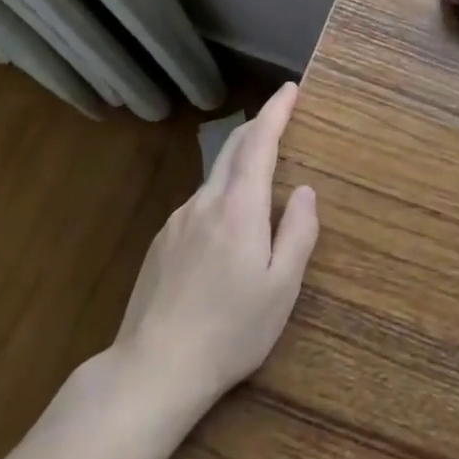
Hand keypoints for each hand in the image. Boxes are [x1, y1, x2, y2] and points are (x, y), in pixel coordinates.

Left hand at [108, 82, 318, 413]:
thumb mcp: (281, 288)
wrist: (152, 370)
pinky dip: (220, 196)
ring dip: (239, 163)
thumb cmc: (230, 331)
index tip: (290, 89)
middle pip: (233, 149)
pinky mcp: (160, 243)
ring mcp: (178, 221)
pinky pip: (199, 206)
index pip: (259, 142)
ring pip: (214, 178)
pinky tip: (225, 230)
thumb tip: (306, 191)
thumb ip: (298, 233)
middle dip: (258, 126)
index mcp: (239, 208)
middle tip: (280, 116)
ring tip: (260, 179)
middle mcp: (205, 202)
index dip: (276, 111)